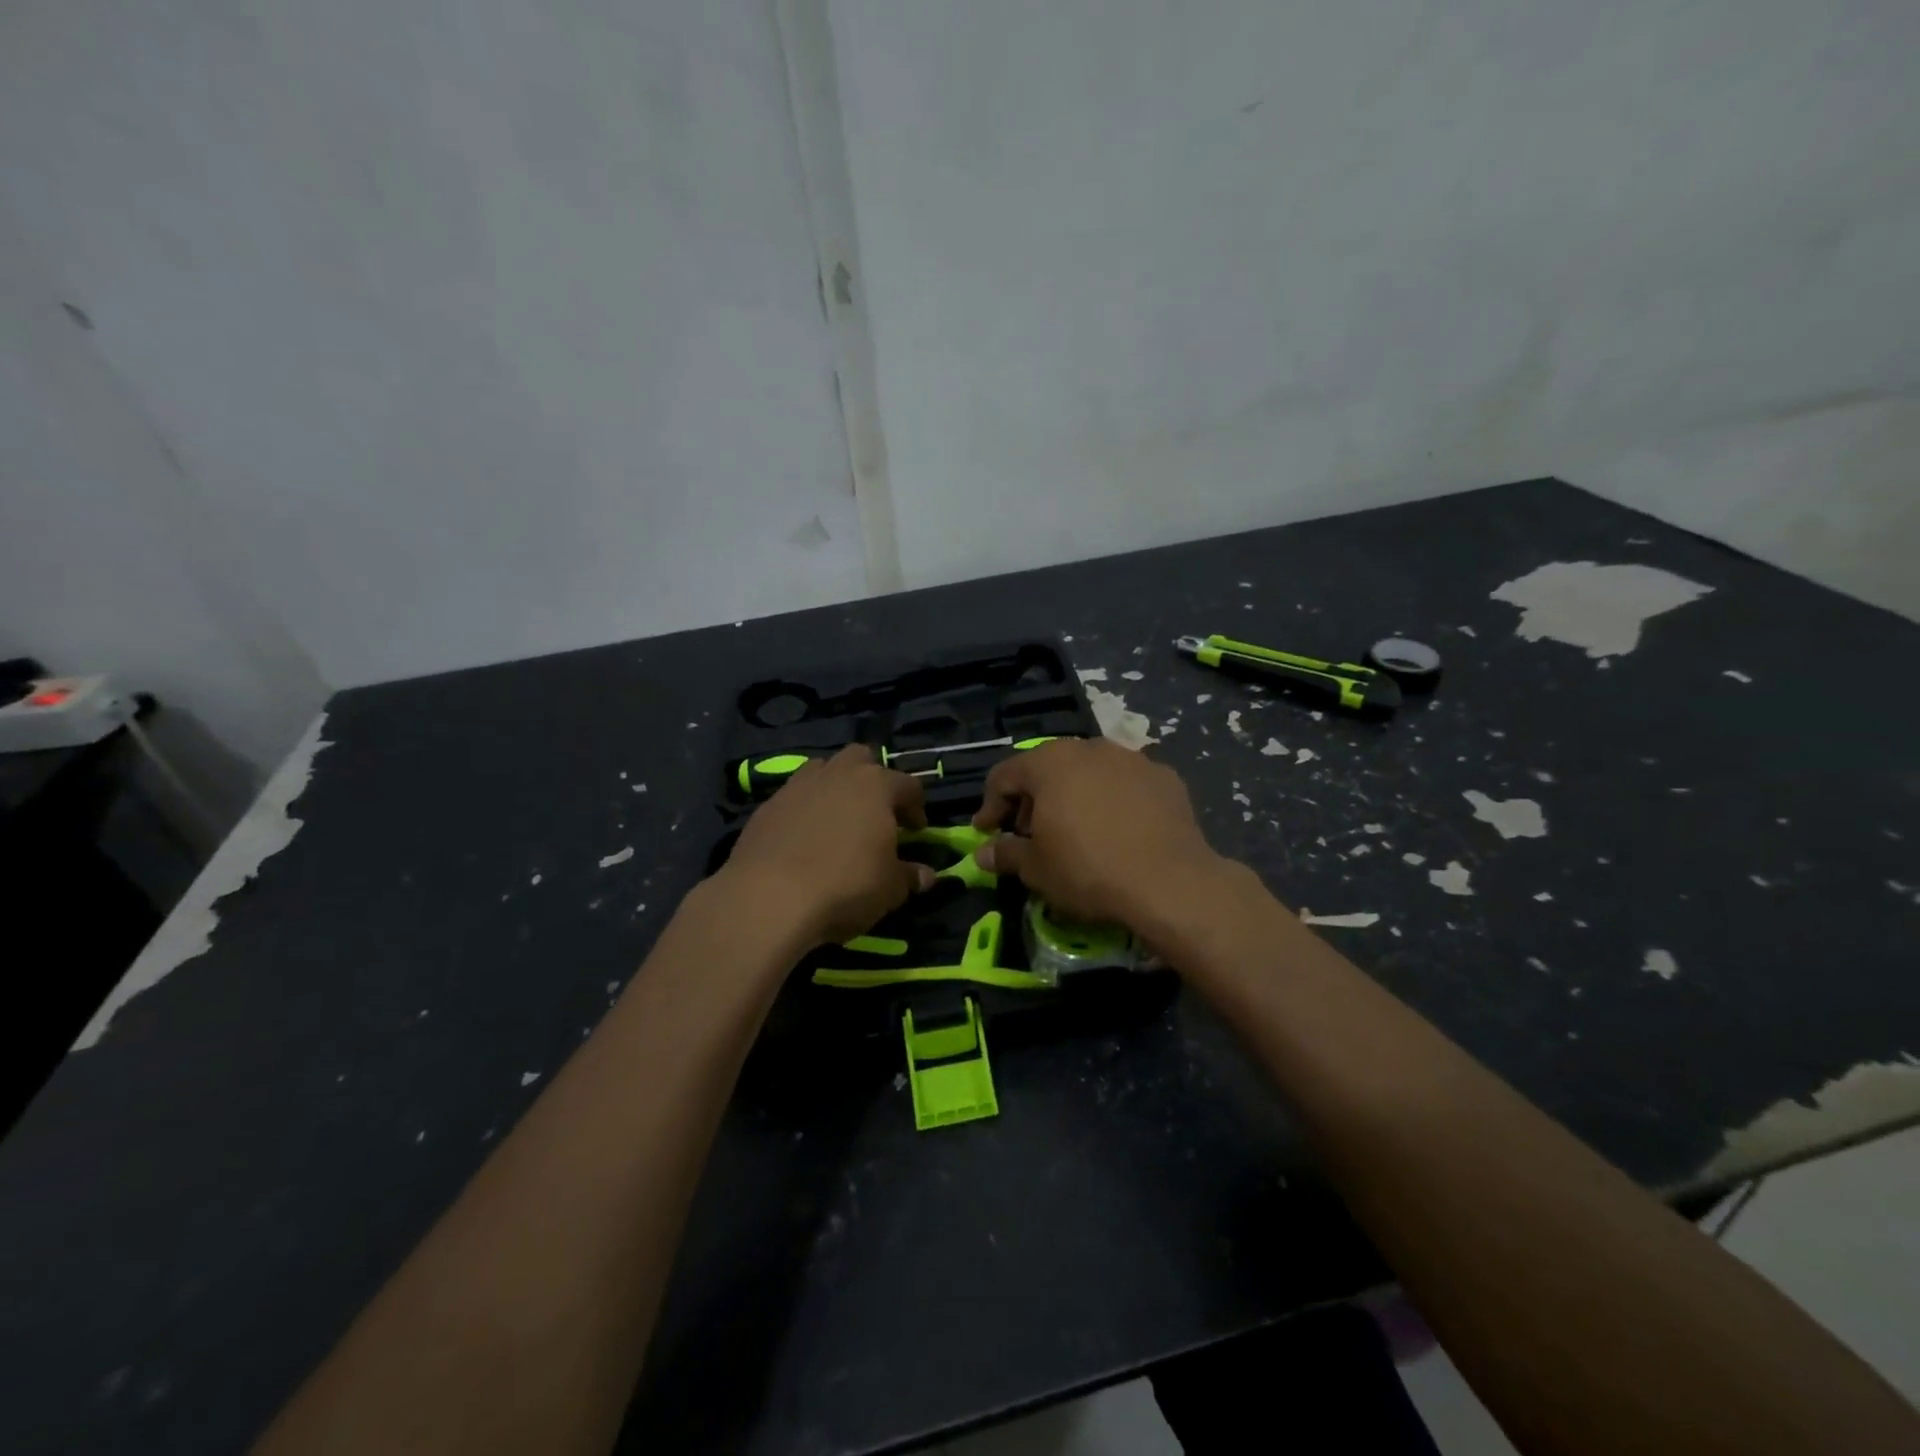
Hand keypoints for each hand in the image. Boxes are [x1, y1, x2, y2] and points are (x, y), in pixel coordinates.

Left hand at [720, 745, 935, 946]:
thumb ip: (909, 876)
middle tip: (876, 812)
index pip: (908, 785)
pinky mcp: (766, 807)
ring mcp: (797, 786)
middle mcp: (837, 774)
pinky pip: (793, 798)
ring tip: (838, 821)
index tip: (916, 831)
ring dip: (835, 788)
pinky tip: (804, 840)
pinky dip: (804, 811)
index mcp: (876, 785)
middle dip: (872, 779)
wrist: (769, 898)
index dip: (916, 807)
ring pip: (822, 771)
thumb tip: (925, 875)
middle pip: (861, 759)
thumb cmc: (846, 885)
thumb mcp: (890, 888)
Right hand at [969, 738, 1226, 928]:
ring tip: (1074, 831)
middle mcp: (1089, 748)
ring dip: (1073, 796)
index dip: (990, 805)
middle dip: (1032, 799)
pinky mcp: (1165, 777)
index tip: (985, 833)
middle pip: (1048, 768)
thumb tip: (983, 854)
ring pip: (1089, 773)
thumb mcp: (1036, 869)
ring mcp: (1131, 759)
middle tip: (1028, 833)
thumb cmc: (1087, 870)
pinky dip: (1112, 802)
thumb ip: (1006, 854)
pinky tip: (1117, 831)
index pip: (1005, 775)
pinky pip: (1125, 785)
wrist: (1169, 882)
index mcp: (1049, 763)